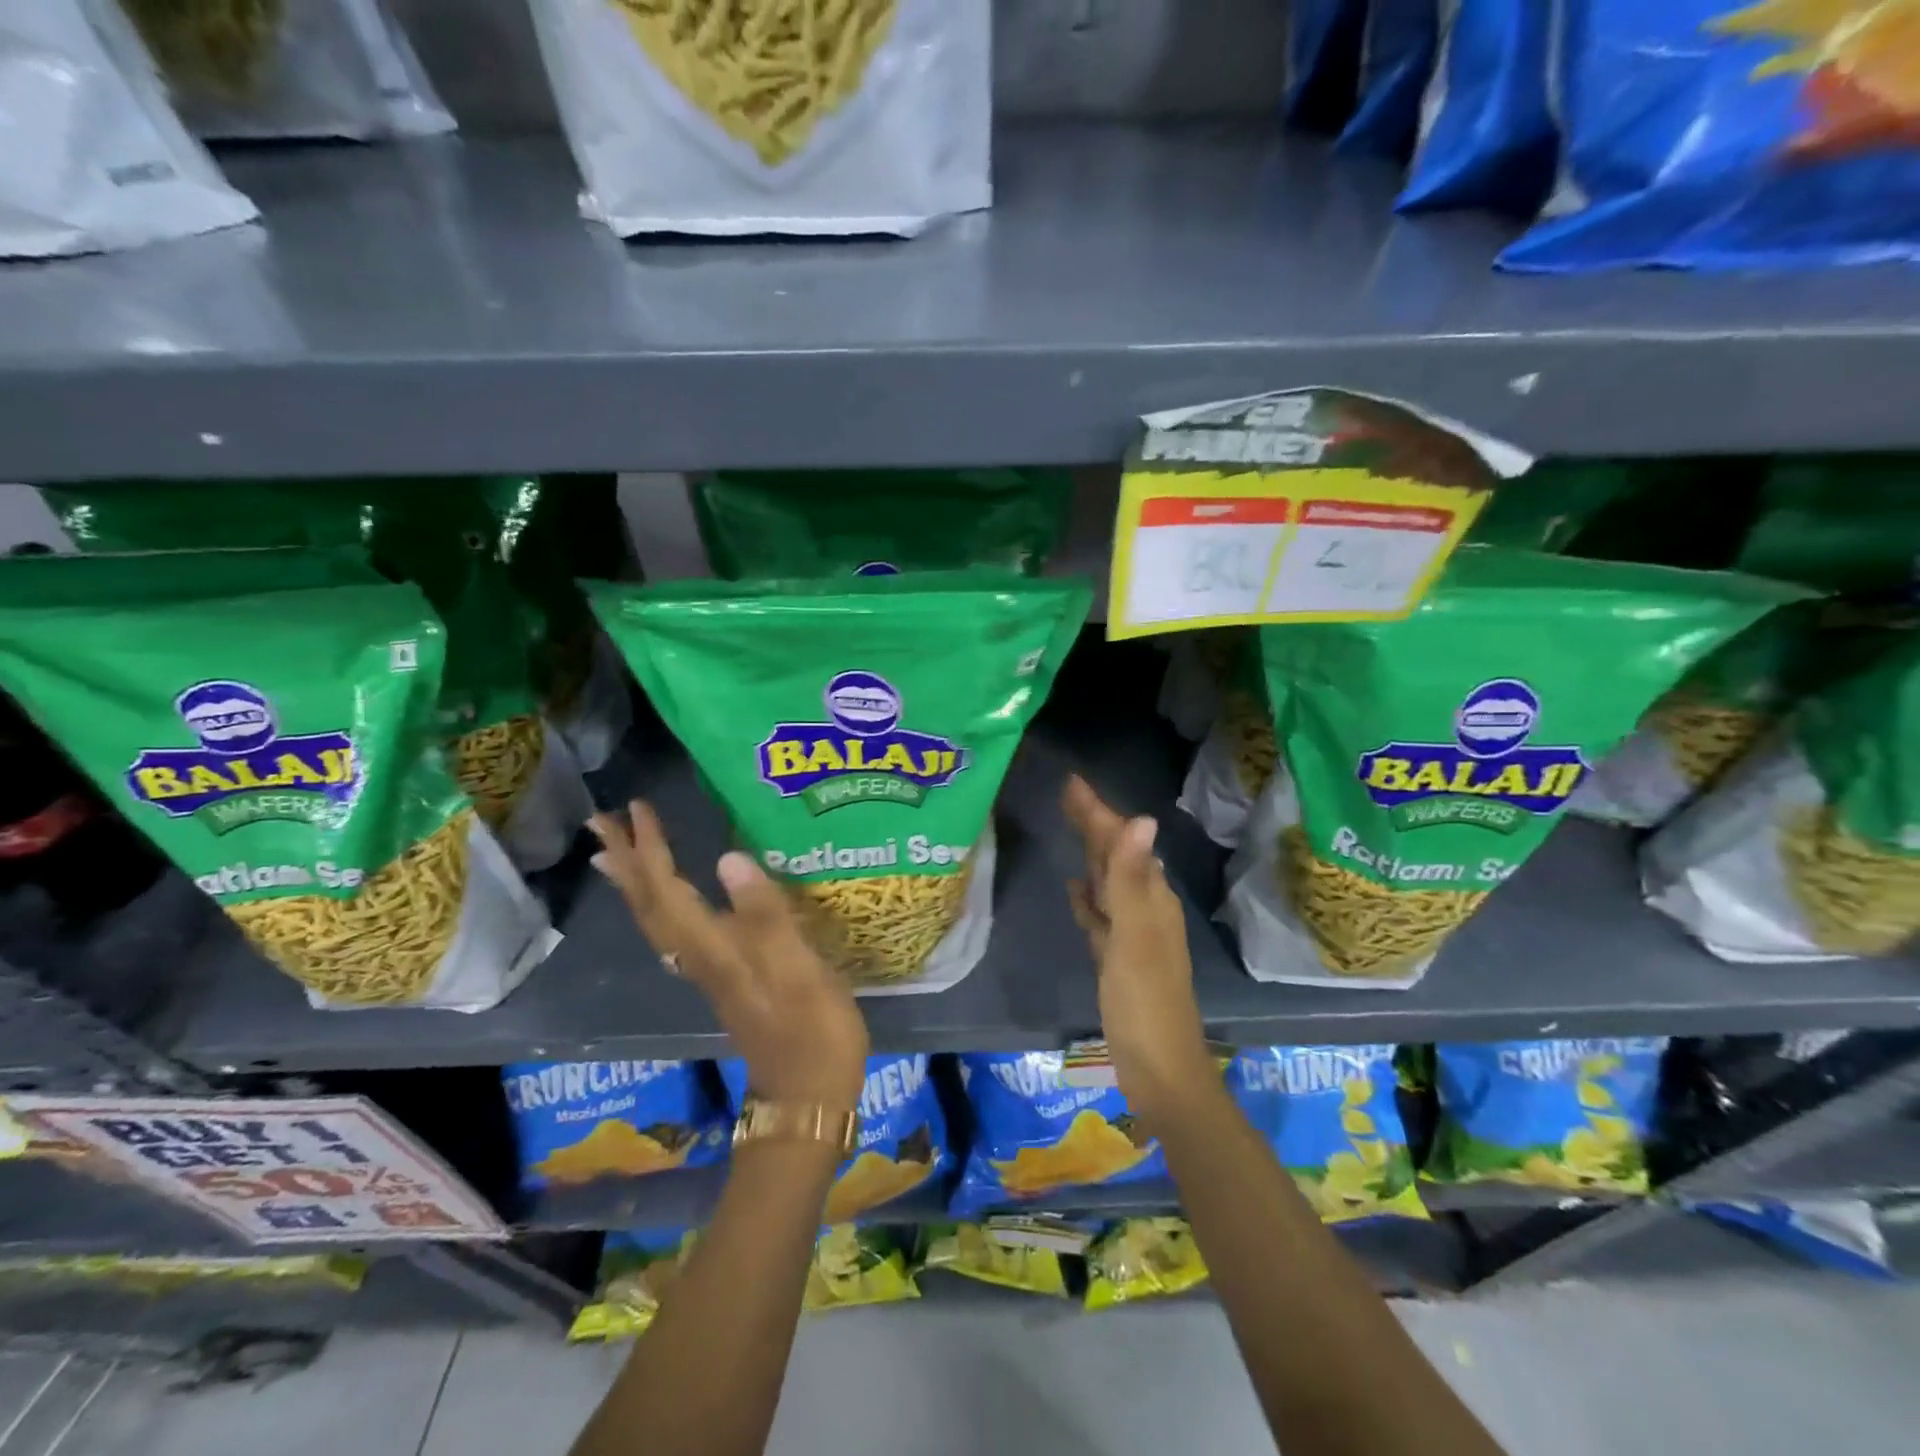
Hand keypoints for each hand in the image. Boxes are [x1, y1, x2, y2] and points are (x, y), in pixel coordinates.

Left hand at [588, 801, 869, 1110]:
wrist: (808, 1093)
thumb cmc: (812, 1029)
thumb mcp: (798, 969)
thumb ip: (766, 914)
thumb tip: (729, 858)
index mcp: (713, 948)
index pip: (668, 890)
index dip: (652, 849)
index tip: (638, 808)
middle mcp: (700, 956)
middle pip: (649, 904)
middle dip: (626, 861)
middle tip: (602, 822)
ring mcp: (710, 969)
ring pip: (657, 919)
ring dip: (635, 882)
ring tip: (614, 855)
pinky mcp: (724, 976)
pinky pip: (675, 930)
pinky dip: (659, 905)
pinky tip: (668, 900)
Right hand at [1062, 775, 1211, 1116]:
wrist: (1159, 1071)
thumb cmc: (1145, 1003)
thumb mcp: (1134, 937)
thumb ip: (1131, 880)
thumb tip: (1141, 819)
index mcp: (1151, 900)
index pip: (1122, 843)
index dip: (1098, 812)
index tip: (1071, 783)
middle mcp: (1145, 910)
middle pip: (1117, 857)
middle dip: (1094, 825)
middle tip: (1066, 796)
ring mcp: (1132, 936)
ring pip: (1109, 883)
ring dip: (1092, 856)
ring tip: (1072, 829)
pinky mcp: (1118, 959)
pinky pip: (1101, 915)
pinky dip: (1089, 897)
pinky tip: (1077, 890)